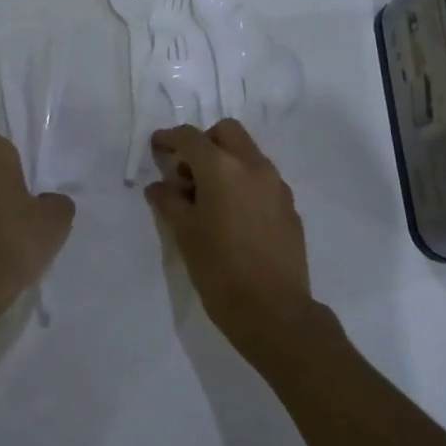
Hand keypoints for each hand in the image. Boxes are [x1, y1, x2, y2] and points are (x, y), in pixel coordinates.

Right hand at [145, 121, 314, 358]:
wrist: (275, 312)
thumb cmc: (220, 270)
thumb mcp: (184, 234)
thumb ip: (169, 202)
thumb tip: (158, 187)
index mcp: (222, 168)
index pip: (190, 137)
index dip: (169, 138)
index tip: (157, 147)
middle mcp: (253, 166)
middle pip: (226, 132)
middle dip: (204, 142)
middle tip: (187, 172)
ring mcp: (276, 185)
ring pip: (248, 154)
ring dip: (226, 161)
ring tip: (208, 198)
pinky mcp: (289, 206)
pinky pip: (262, 179)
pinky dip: (244, 182)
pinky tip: (233, 216)